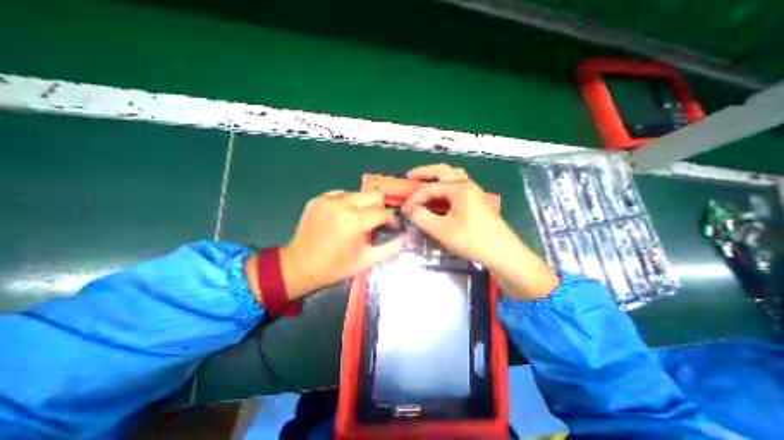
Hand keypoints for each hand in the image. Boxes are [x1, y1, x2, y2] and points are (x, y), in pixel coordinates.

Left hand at [273, 189, 403, 301]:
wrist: (298, 266)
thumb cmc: (334, 267)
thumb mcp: (366, 261)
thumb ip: (390, 248)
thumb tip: (407, 239)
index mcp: (354, 221)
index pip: (383, 212)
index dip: (392, 220)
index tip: (393, 227)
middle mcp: (342, 204)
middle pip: (373, 195)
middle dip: (380, 208)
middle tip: (377, 222)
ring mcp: (328, 199)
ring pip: (358, 194)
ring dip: (364, 206)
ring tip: (359, 220)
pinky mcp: (317, 199)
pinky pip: (341, 195)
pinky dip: (347, 204)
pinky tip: (343, 217)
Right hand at [400, 163, 512, 266]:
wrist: (503, 253)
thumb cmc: (473, 240)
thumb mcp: (442, 230)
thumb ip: (423, 218)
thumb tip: (411, 210)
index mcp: (459, 188)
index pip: (430, 188)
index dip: (415, 198)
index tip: (404, 210)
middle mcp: (467, 185)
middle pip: (443, 171)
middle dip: (425, 172)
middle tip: (410, 176)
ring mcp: (474, 193)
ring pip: (453, 177)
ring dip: (438, 177)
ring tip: (425, 181)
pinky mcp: (477, 202)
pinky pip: (458, 187)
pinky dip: (446, 187)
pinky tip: (441, 197)